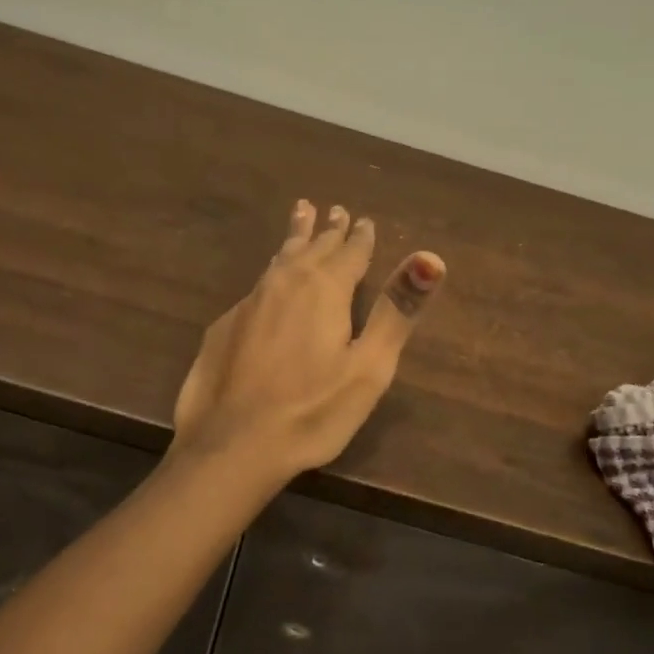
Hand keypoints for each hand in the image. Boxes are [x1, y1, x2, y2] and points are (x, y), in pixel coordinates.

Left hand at [173, 200, 445, 478]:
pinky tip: (269, 287)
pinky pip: (257, 288)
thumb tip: (430, 258)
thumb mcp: (369, 367)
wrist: (232, 443)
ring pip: (278, 261)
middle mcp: (284, 284)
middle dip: (326, 230)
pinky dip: (271, 276)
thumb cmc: (313, 411)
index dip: (361, 237)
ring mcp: (248, 304)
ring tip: (299, 218)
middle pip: (310, 248)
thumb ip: (396, 311)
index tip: (364, 220)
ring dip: (294, 240)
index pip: (349, 252)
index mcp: (324, 289)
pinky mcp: (224, 327)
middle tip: (332, 210)